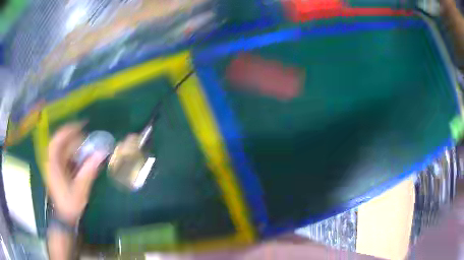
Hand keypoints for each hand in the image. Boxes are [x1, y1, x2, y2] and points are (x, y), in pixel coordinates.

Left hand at [46, 123, 104, 225]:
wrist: (65, 217)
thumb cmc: (70, 204)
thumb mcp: (80, 189)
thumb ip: (89, 170)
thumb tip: (102, 153)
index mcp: (53, 165)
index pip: (57, 141)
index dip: (68, 130)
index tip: (81, 125)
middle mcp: (51, 162)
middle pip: (60, 143)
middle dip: (73, 138)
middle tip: (86, 136)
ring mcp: (53, 166)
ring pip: (62, 149)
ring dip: (73, 145)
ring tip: (85, 146)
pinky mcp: (57, 170)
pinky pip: (64, 156)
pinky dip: (72, 153)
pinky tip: (80, 157)